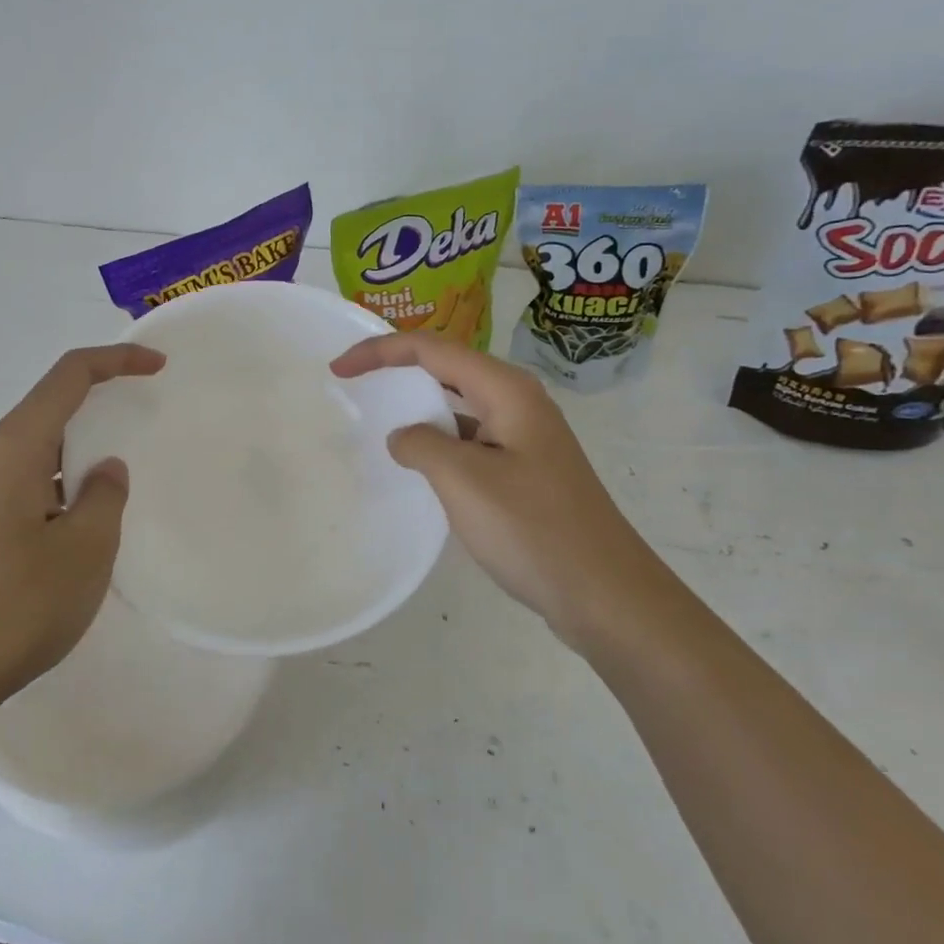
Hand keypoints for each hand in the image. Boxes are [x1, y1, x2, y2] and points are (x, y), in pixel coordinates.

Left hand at [0, 344, 165, 728]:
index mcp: (13, 450)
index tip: (158, 366)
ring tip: (117, 474)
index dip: (115, 361)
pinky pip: (24, 481)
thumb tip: (105, 470)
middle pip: (47, 407)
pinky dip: (60, 480)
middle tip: (143, 417)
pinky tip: (79, 519)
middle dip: (98, 402)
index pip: (67, 378)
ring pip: (36, 448)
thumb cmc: (17, 607)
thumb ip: (105, 496)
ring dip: (79, 449)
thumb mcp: (85, 549)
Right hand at [330, 334, 651, 648]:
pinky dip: (438, 442)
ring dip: (418, 406)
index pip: (432, 349)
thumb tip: (404, 436)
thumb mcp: (464, 481)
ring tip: (376, 417)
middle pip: (447, 367)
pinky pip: (470, 440)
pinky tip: (417, 465)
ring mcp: (524, 438)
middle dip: (398, 369)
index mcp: (507, 391)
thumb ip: (422, 445)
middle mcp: (518, 403)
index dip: (380, 352)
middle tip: (352, 382)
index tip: (338, 370)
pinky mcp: (524, 470)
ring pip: (459, 405)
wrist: (605, 594)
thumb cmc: (533, 529)